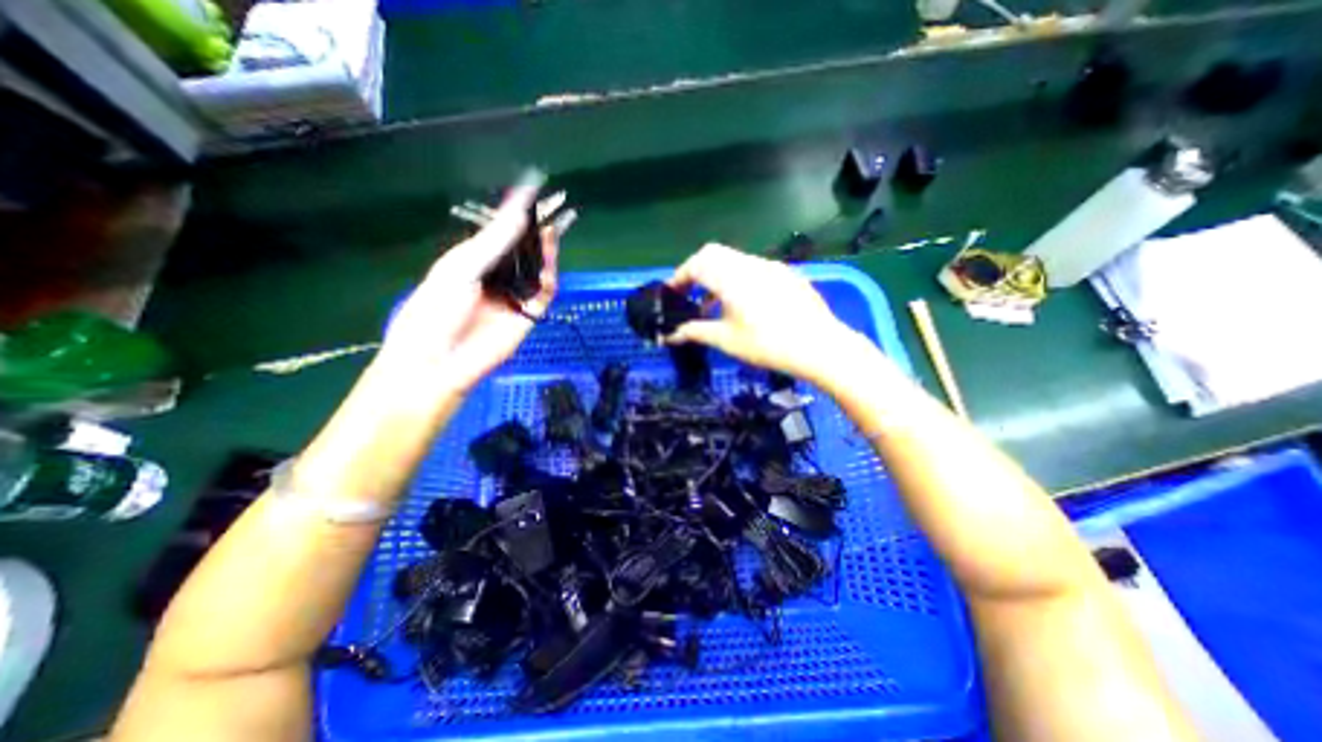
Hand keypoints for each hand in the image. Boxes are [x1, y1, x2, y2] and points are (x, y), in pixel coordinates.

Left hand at [376, 171, 556, 392]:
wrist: (438, 361)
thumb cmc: (436, 310)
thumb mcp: (460, 268)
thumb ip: (493, 242)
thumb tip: (520, 212)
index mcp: (475, 261)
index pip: (502, 232)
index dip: (518, 213)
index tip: (534, 191)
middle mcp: (497, 276)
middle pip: (525, 249)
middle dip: (539, 230)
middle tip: (556, 208)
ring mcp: (514, 296)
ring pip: (537, 269)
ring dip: (546, 250)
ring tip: (553, 228)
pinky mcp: (529, 316)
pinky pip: (544, 293)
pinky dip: (549, 276)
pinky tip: (549, 259)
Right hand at [667, 245, 863, 384]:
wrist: (820, 346)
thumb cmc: (767, 344)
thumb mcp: (726, 340)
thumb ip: (696, 332)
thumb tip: (671, 334)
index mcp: (731, 277)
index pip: (696, 264)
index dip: (679, 277)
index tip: (671, 294)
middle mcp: (749, 263)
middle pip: (714, 254)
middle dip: (697, 271)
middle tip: (690, 295)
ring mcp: (771, 267)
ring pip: (734, 260)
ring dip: (718, 275)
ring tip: (714, 304)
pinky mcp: (787, 275)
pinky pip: (754, 269)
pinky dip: (738, 280)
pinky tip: (745, 305)